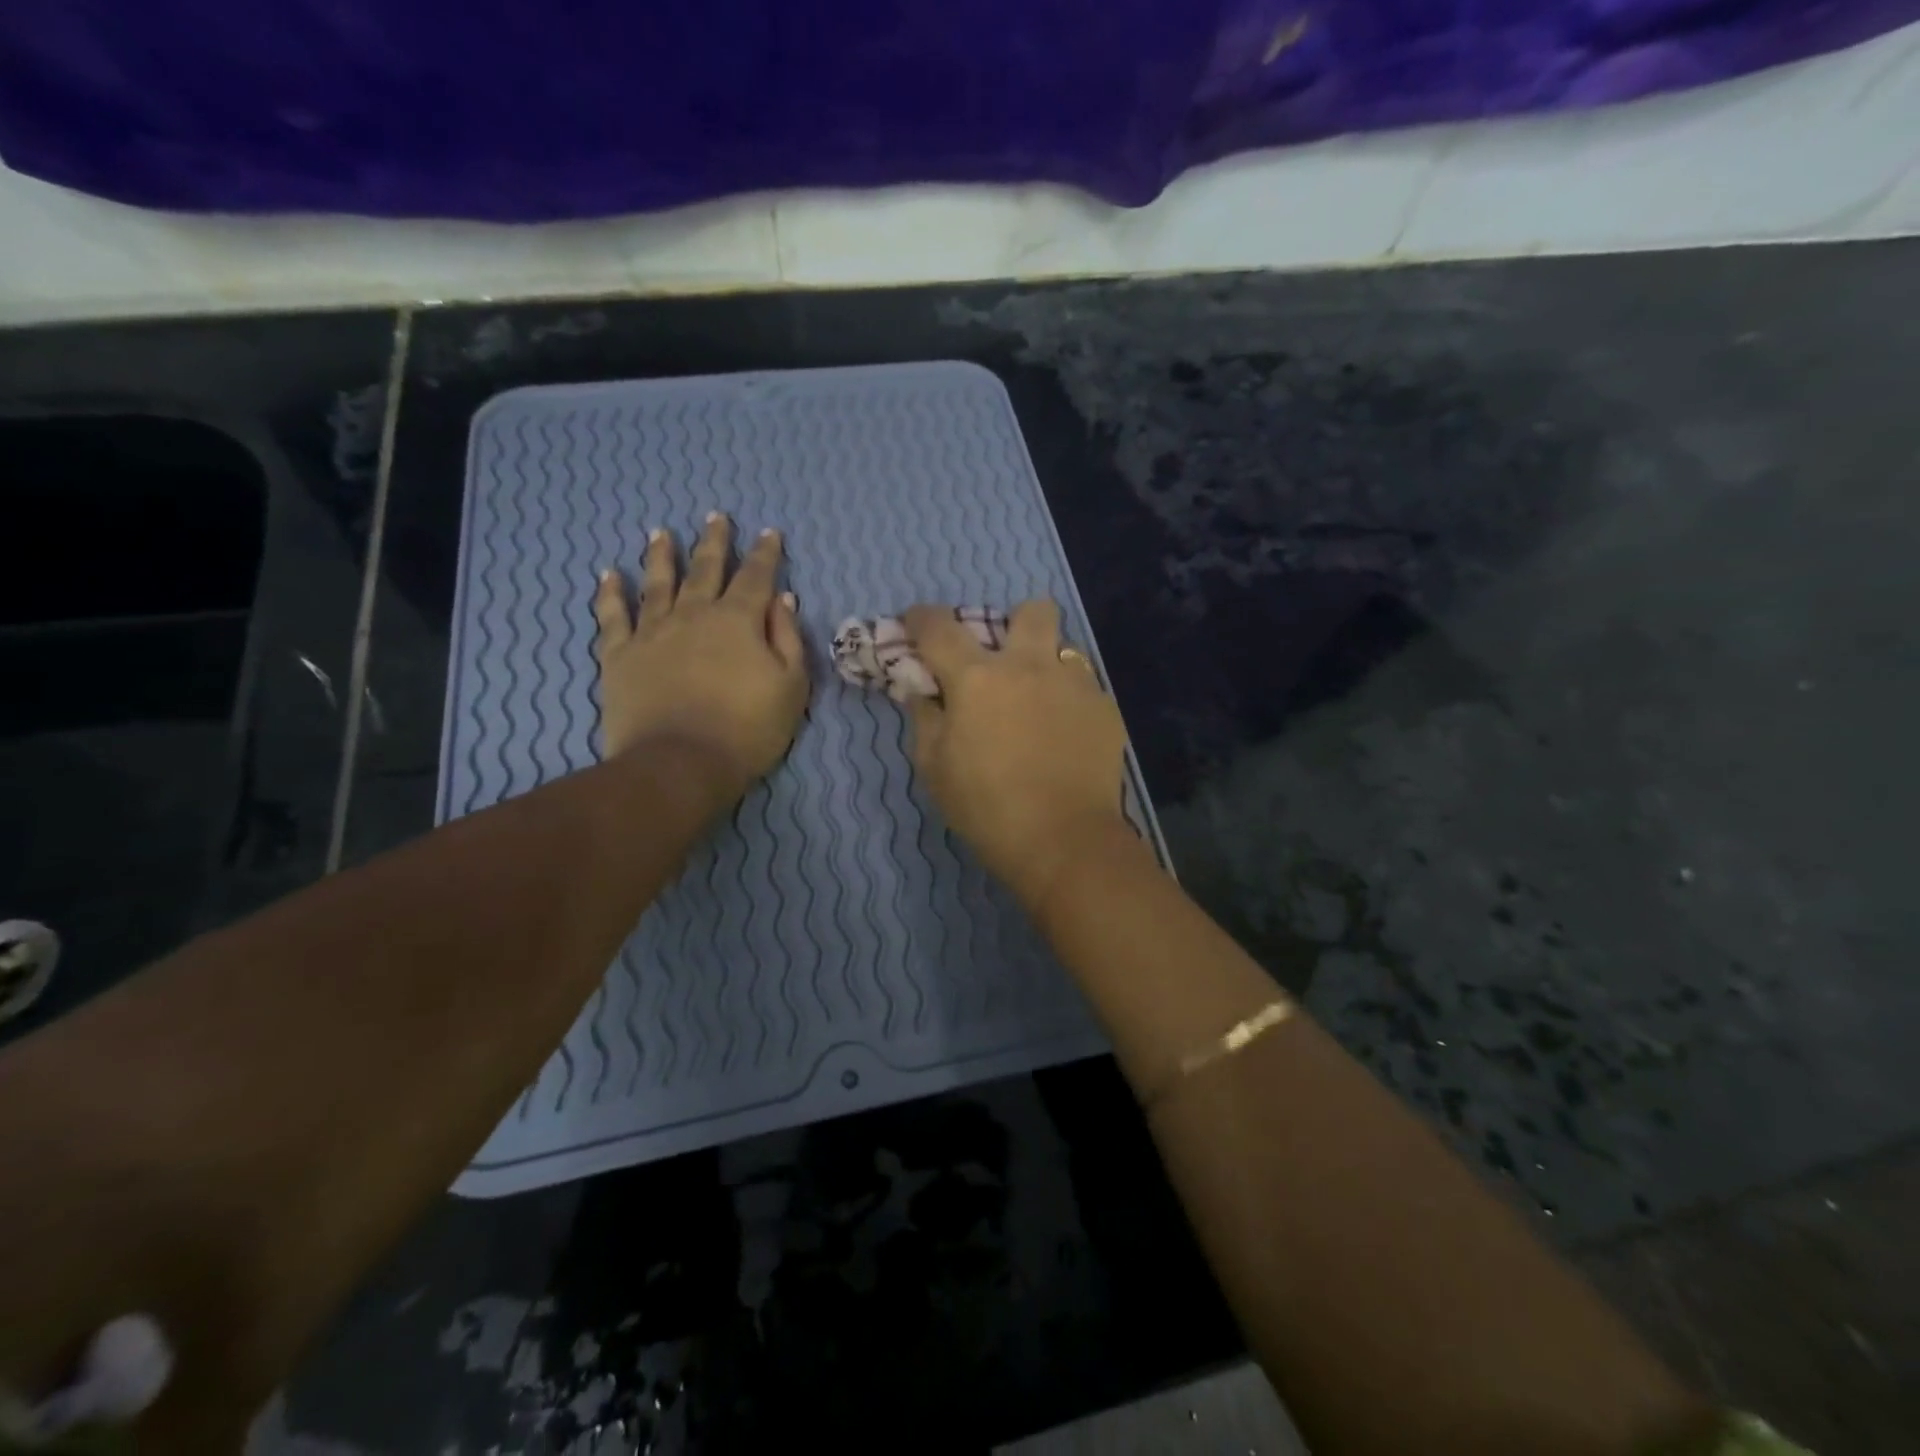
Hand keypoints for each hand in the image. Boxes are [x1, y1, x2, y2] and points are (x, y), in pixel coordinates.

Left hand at [593, 513, 808, 799]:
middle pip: (705, 569)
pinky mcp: (619, 655)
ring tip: (661, 532)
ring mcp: (652, 632)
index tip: (769, 533)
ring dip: (661, 555)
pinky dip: (611, 593)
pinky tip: (609, 574)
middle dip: (714, 542)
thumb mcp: (790, 686)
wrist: (681, 763)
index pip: (756, 576)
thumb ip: (787, 638)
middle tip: (716, 517)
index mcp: (738, 620)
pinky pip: (612, 616)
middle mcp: (694, 613)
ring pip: (658, 582)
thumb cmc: (747, 729)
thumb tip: (783, 599)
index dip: (764, 553)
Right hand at [902, 600, 1127, 907]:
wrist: (1064, 841)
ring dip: (1047, 664)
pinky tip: (1065, 736)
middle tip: (1006, 659)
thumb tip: (924, 691)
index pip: (939, 628)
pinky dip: (1069, 701)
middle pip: (1032, 610)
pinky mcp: (1106, 709)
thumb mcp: (934, 768)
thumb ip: (925, 718)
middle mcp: (1030, 666)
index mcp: (978, 677)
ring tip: (1040, 703)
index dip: (920, 618)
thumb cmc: (987, 808)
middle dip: (1015, 622)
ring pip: (1065, 647)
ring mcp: (1075, 684)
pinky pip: (1085, 687)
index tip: (915, 624)